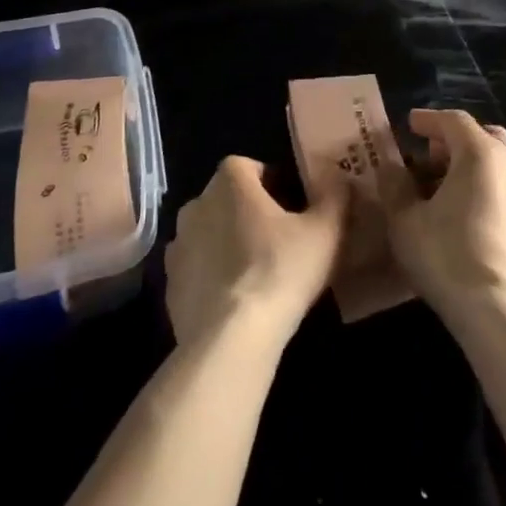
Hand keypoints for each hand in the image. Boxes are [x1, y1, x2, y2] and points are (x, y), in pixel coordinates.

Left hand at [165, 156, 345, 350]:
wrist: (231, 338)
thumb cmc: (281, 270)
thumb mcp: (325, 230)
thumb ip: (334, 193)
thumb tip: (336, 173)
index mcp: (229, 181)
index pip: (251, 167)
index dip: (273, 184)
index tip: (294, 209)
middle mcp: (196, 203)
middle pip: (228, 199)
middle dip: (250, 213)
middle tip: (281, 242)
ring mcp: (178, 244)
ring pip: (210, 234)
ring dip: (229, 244)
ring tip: (259, 274)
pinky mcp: (170, 284)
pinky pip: (196, 270)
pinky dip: (212, 277)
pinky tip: (236, 301)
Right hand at [384, 109, 505, 322]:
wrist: (502, 313)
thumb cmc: (447, 256)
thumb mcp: (404, 220)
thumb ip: (394, 186)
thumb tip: (391, 167)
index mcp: (480, 153)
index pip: (453, 120)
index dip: (429, 120)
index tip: (410, 124)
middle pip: (484, 136)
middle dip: (454, 140)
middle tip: (429, 156)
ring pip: (501, 162)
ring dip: (474, 164)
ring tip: (447, 187)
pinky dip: (489, 186)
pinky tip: (471, 214)